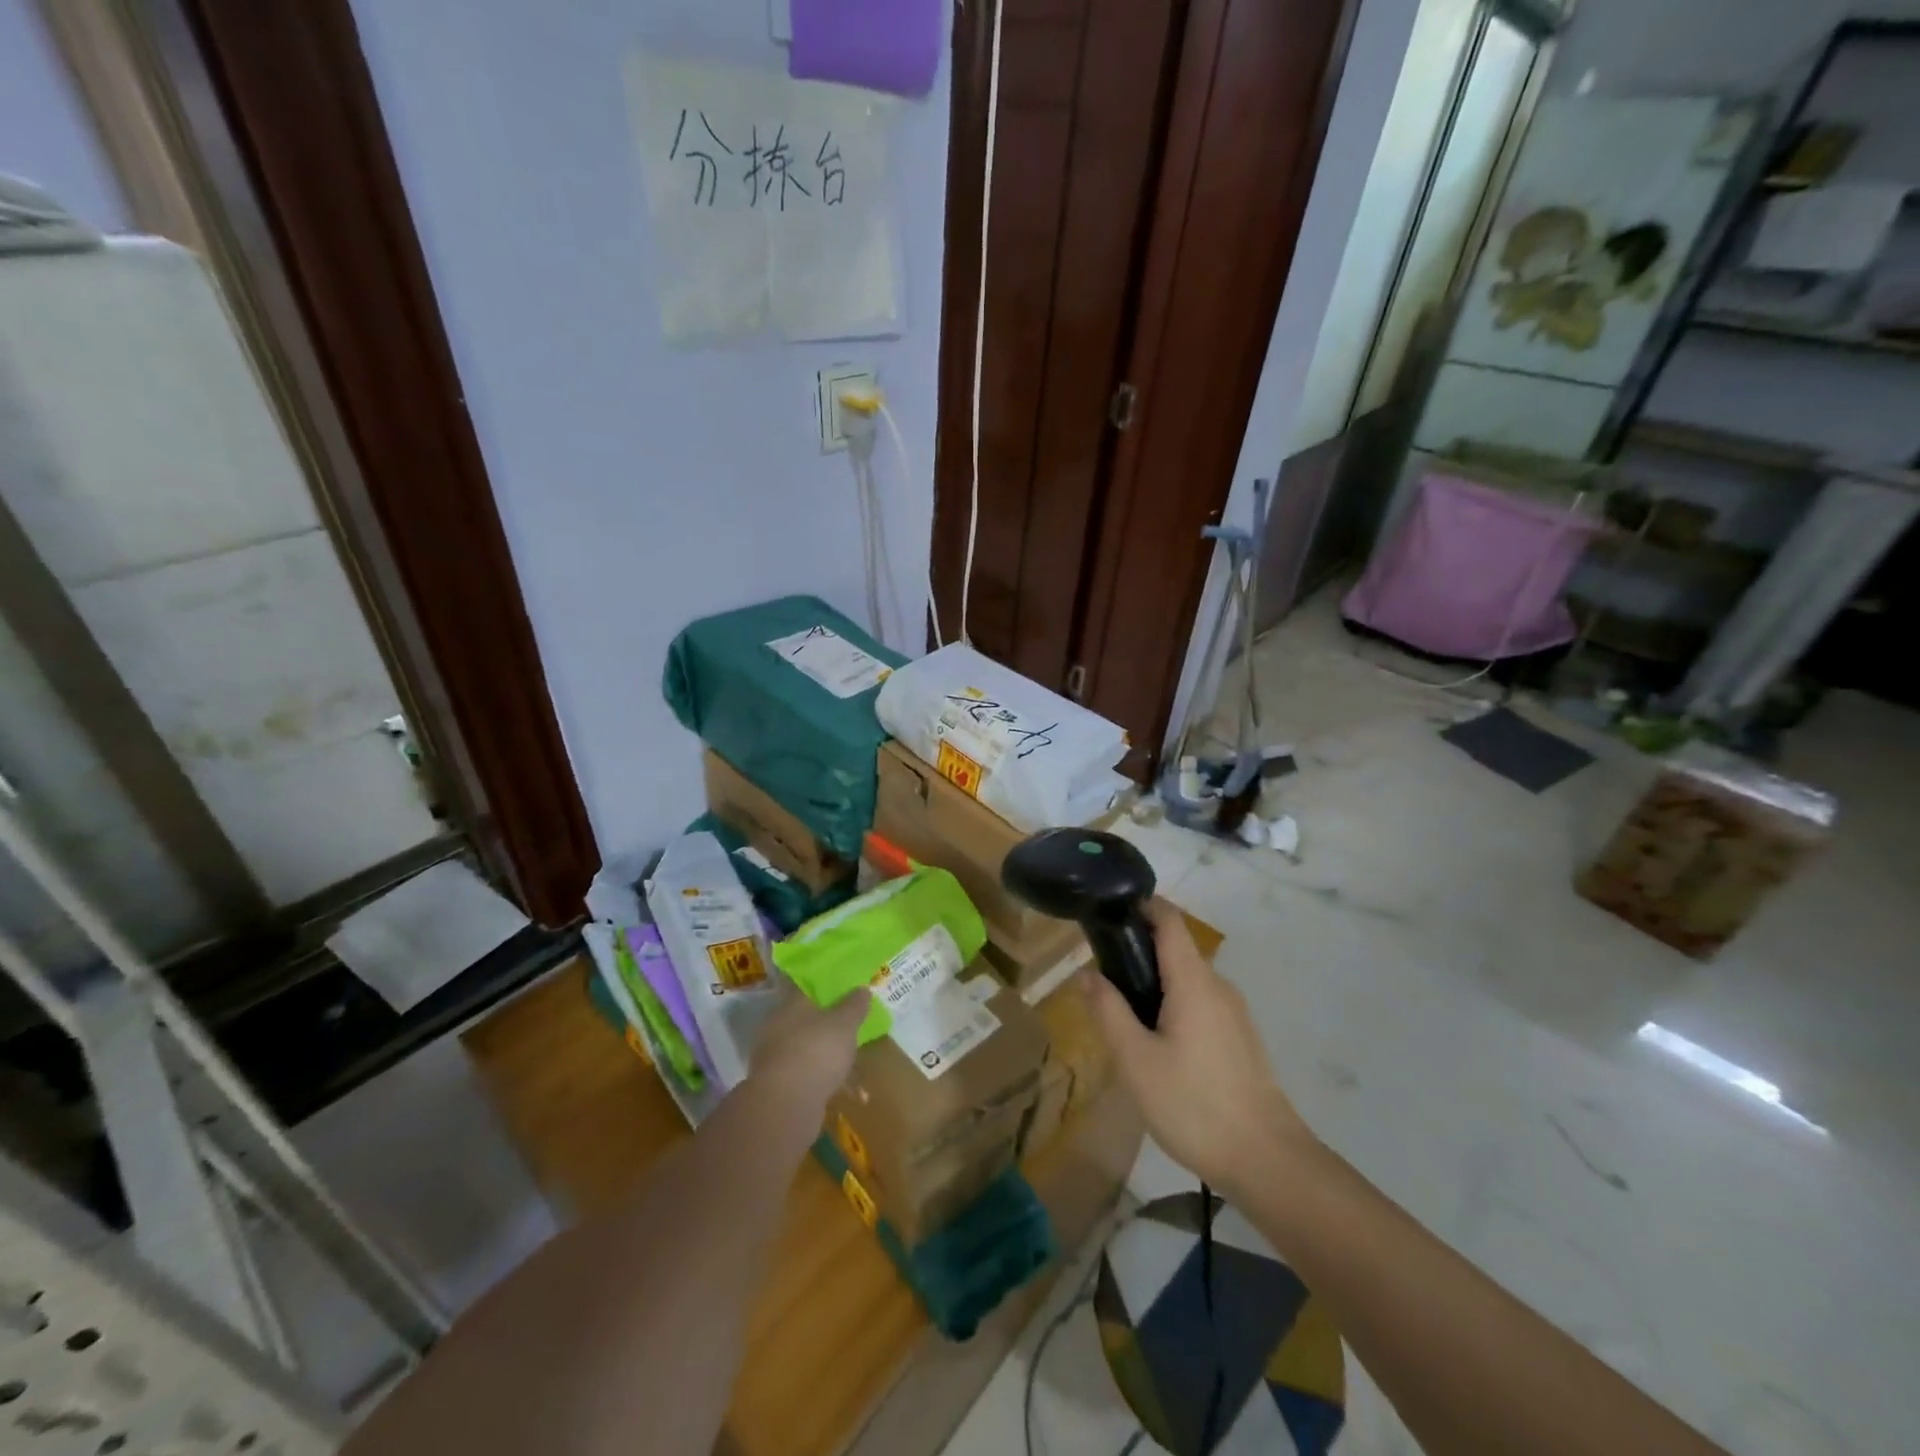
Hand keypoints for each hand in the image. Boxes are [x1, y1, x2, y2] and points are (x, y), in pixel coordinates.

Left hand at [749, 988, 868, 1109]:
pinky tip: (843, 1089)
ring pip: (806, 1049)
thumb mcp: (844, 1024)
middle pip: (806, 1020)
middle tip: (850, 1028)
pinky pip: (806, 1075)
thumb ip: (854, 1005)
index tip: (844, 993)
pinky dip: (822, 1079)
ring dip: (825, 1055)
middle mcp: (778, 1028)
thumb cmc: (817, 1051)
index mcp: (790, 1006)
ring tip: (850, 1063)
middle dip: (826, 1025)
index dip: (826, 989)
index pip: (806, 989)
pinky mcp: (778, 1086)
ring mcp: (775, 1058)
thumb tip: (862, 988)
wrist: (786, 1105)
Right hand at [1082, 901, 1312, 1194]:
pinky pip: (1201, 1005)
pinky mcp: (1241, 1039)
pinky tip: (1158, 1049)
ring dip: (1155, 986)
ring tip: (1125, 1021)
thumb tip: (1086, 973)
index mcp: (1193, 981)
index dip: (1142, 906)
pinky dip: (1174, 1007)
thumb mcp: (1135, 1060)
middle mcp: (1218, 986)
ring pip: (1188, 981)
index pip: (1170, 920)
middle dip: (1138, 954)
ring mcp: (1235, 1013)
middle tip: (1103, 983)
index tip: (1108, 914)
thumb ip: (1108, 1010)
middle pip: (1176, 950)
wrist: (1266, 1161)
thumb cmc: (1193, 1104)